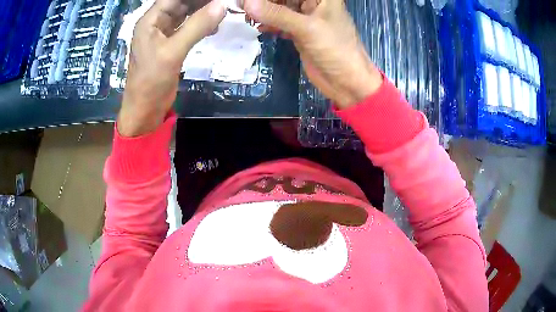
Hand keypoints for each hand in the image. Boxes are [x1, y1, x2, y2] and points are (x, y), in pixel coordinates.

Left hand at [118, 0, 225, 136]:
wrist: (145, 110)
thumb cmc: (151, 81)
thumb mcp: (173, 51)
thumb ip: (197, 26)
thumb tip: (222, 5)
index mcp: (150, 20)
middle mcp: (156, 23)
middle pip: (181, 3)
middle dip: (202, 2)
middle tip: (224, 3)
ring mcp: (163, 34)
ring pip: (186, 14)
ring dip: (203, 12)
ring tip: (223, 11)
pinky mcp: (170, 45)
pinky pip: (187, 28)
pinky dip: (201, 25)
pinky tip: (214, 26)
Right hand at [243, 0, 382, 108]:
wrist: (347, 82)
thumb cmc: (335, 50)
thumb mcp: (306, 28)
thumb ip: (276, 14)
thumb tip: (246, 3)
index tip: (249, 0)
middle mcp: (313, 4)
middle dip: (263, 1)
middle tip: (242, 5)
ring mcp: (306, 18)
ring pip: (280, 9)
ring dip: (264, 12)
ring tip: (246, 16)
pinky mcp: (300, 33)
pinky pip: (281, 23)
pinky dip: (269, 24)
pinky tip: (258, 28)